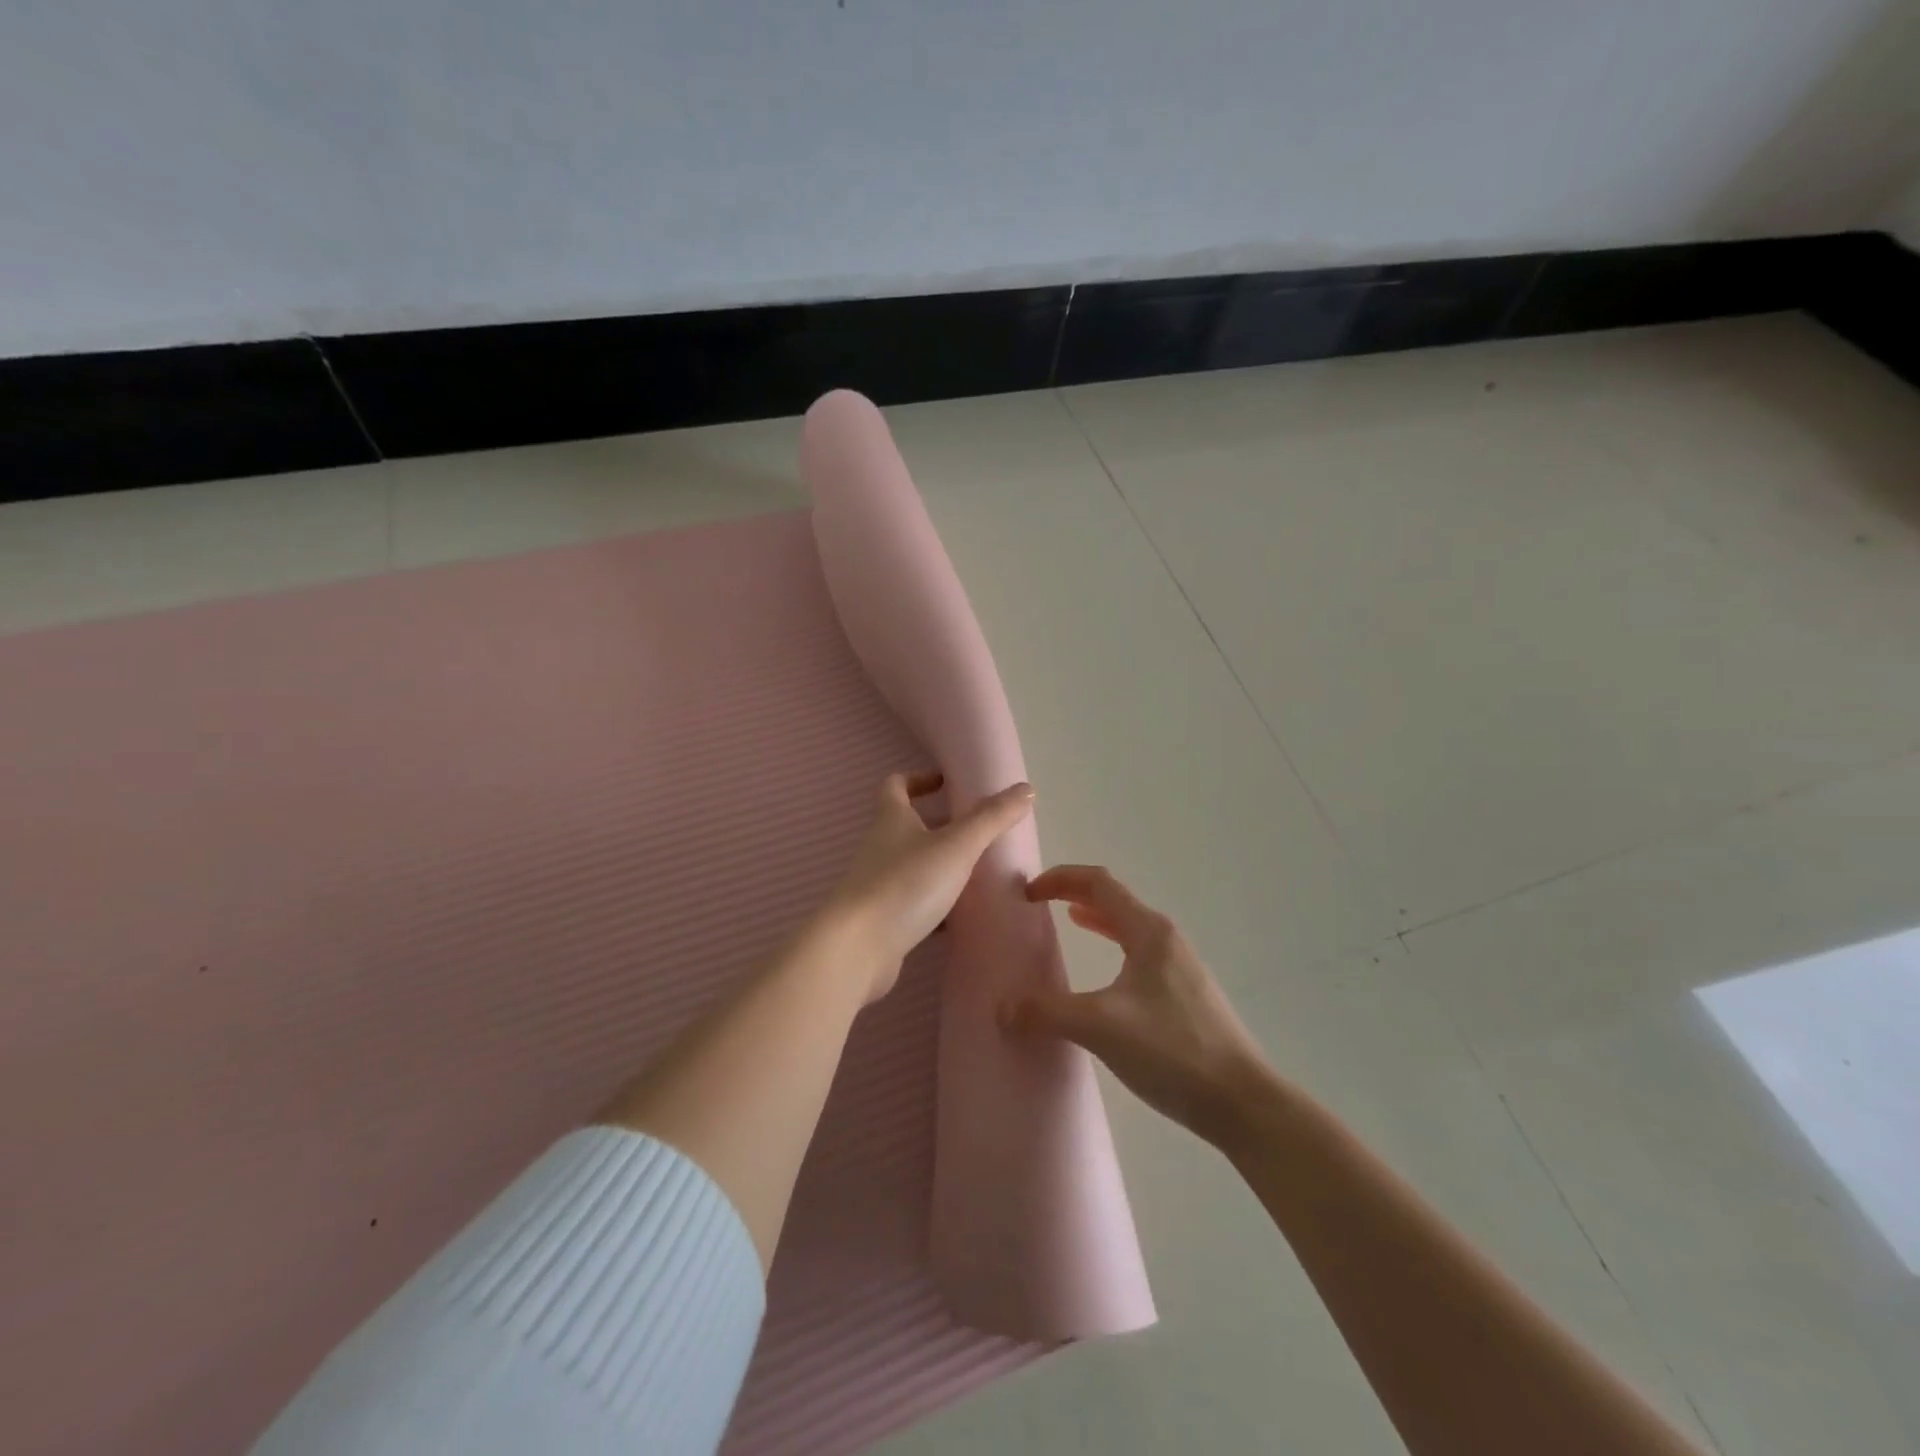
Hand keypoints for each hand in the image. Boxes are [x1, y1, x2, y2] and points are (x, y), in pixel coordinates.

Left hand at [822, 771, 1035, 1001]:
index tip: (947, 783)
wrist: (858, 949)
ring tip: (978, 872)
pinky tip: (961, 916)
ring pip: (913, 866)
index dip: (919, 778)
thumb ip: (992, 818)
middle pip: (908, 826)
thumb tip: (1026, 789)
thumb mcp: (957, 846)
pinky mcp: (883, 920)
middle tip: (977, 830)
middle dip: (940, 825)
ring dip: (941, 865)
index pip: (896, 785)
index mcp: (891, 819)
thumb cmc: (906, 884)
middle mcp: (880, 847)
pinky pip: (914, 903)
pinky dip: (936, 905)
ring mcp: (878, 885)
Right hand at [1000, 865, 1267, 1144]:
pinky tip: (1107, 979)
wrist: (1242, 1102)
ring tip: (1071, 923)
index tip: (1028, 892)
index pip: (1099, 883)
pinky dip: (1115, 947)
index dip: (1060, 878)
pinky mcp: (1186, 997)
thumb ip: (1047, 1012)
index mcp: (1148, 932)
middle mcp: (1166, 939)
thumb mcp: (1101, 1027)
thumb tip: (1002, 1007)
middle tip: (1042, 903)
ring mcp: (1180, 968)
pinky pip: (1141, 955)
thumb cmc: (1172, 1050)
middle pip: (1116, 900)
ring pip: (1131, 927)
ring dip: (1099, 919)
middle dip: (1076, 894)